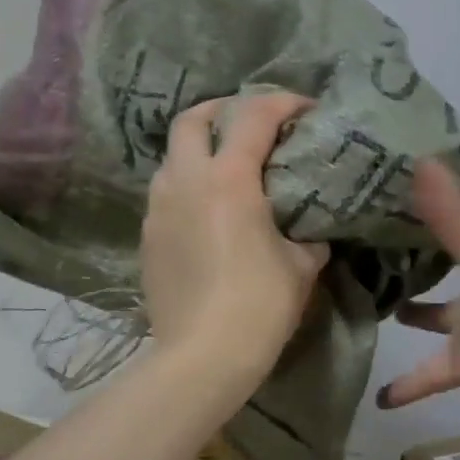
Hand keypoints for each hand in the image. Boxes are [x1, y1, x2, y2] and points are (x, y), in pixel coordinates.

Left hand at [141, 91, 329, 387]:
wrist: (201, 358)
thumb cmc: (259, 305)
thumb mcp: (301, 265)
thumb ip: (308, 235)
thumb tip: (312, 231)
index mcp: (229, 179)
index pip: (254, 116)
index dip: (282, 101)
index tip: (305, 108)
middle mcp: (187, 181)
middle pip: (192, 119)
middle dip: (222, 109)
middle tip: (250, 121)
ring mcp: (159, 208)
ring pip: (173, 155)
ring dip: (200, 147)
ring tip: (228, 165)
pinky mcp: (148, 235)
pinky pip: (166, 191)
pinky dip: (188, 184)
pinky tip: (208, 209)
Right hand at [377, 161, 459, 433]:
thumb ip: (452, 216)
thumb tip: (418, 161)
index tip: (454, 158)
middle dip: (429, 240)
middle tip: (381, 220)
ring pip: (438, 313)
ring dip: (413, 310)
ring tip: (369, 293)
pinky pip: (431, 373)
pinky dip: (407, 385)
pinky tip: (379, 394)